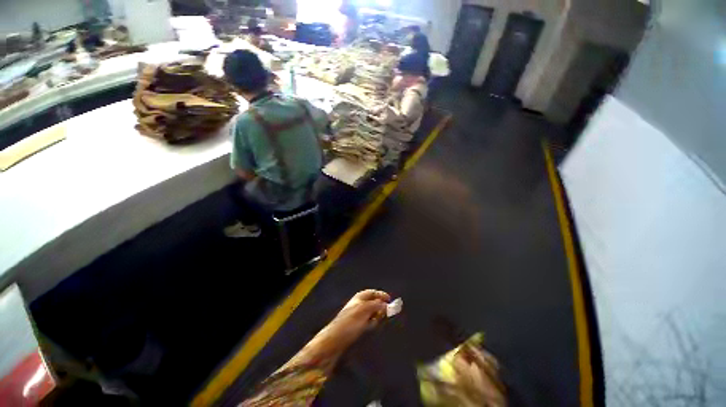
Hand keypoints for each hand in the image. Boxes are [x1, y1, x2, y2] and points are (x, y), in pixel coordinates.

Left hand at [328, 290, 390, 343]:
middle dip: (380, 307)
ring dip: (376, 316)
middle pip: (374, 302)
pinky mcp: (357, 326)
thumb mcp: (364, 311)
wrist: (333, 341)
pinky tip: (370, 328)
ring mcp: (358, 315)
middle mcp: (359, 304)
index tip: (390, 300)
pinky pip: (369, 322)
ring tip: (377, 322)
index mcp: (359, 297)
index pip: (373, 292)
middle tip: (385, 314)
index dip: (381, 295)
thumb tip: (387, 304)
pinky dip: (372, 324)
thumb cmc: (348, 323)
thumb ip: (376, 305)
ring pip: (372, 313)